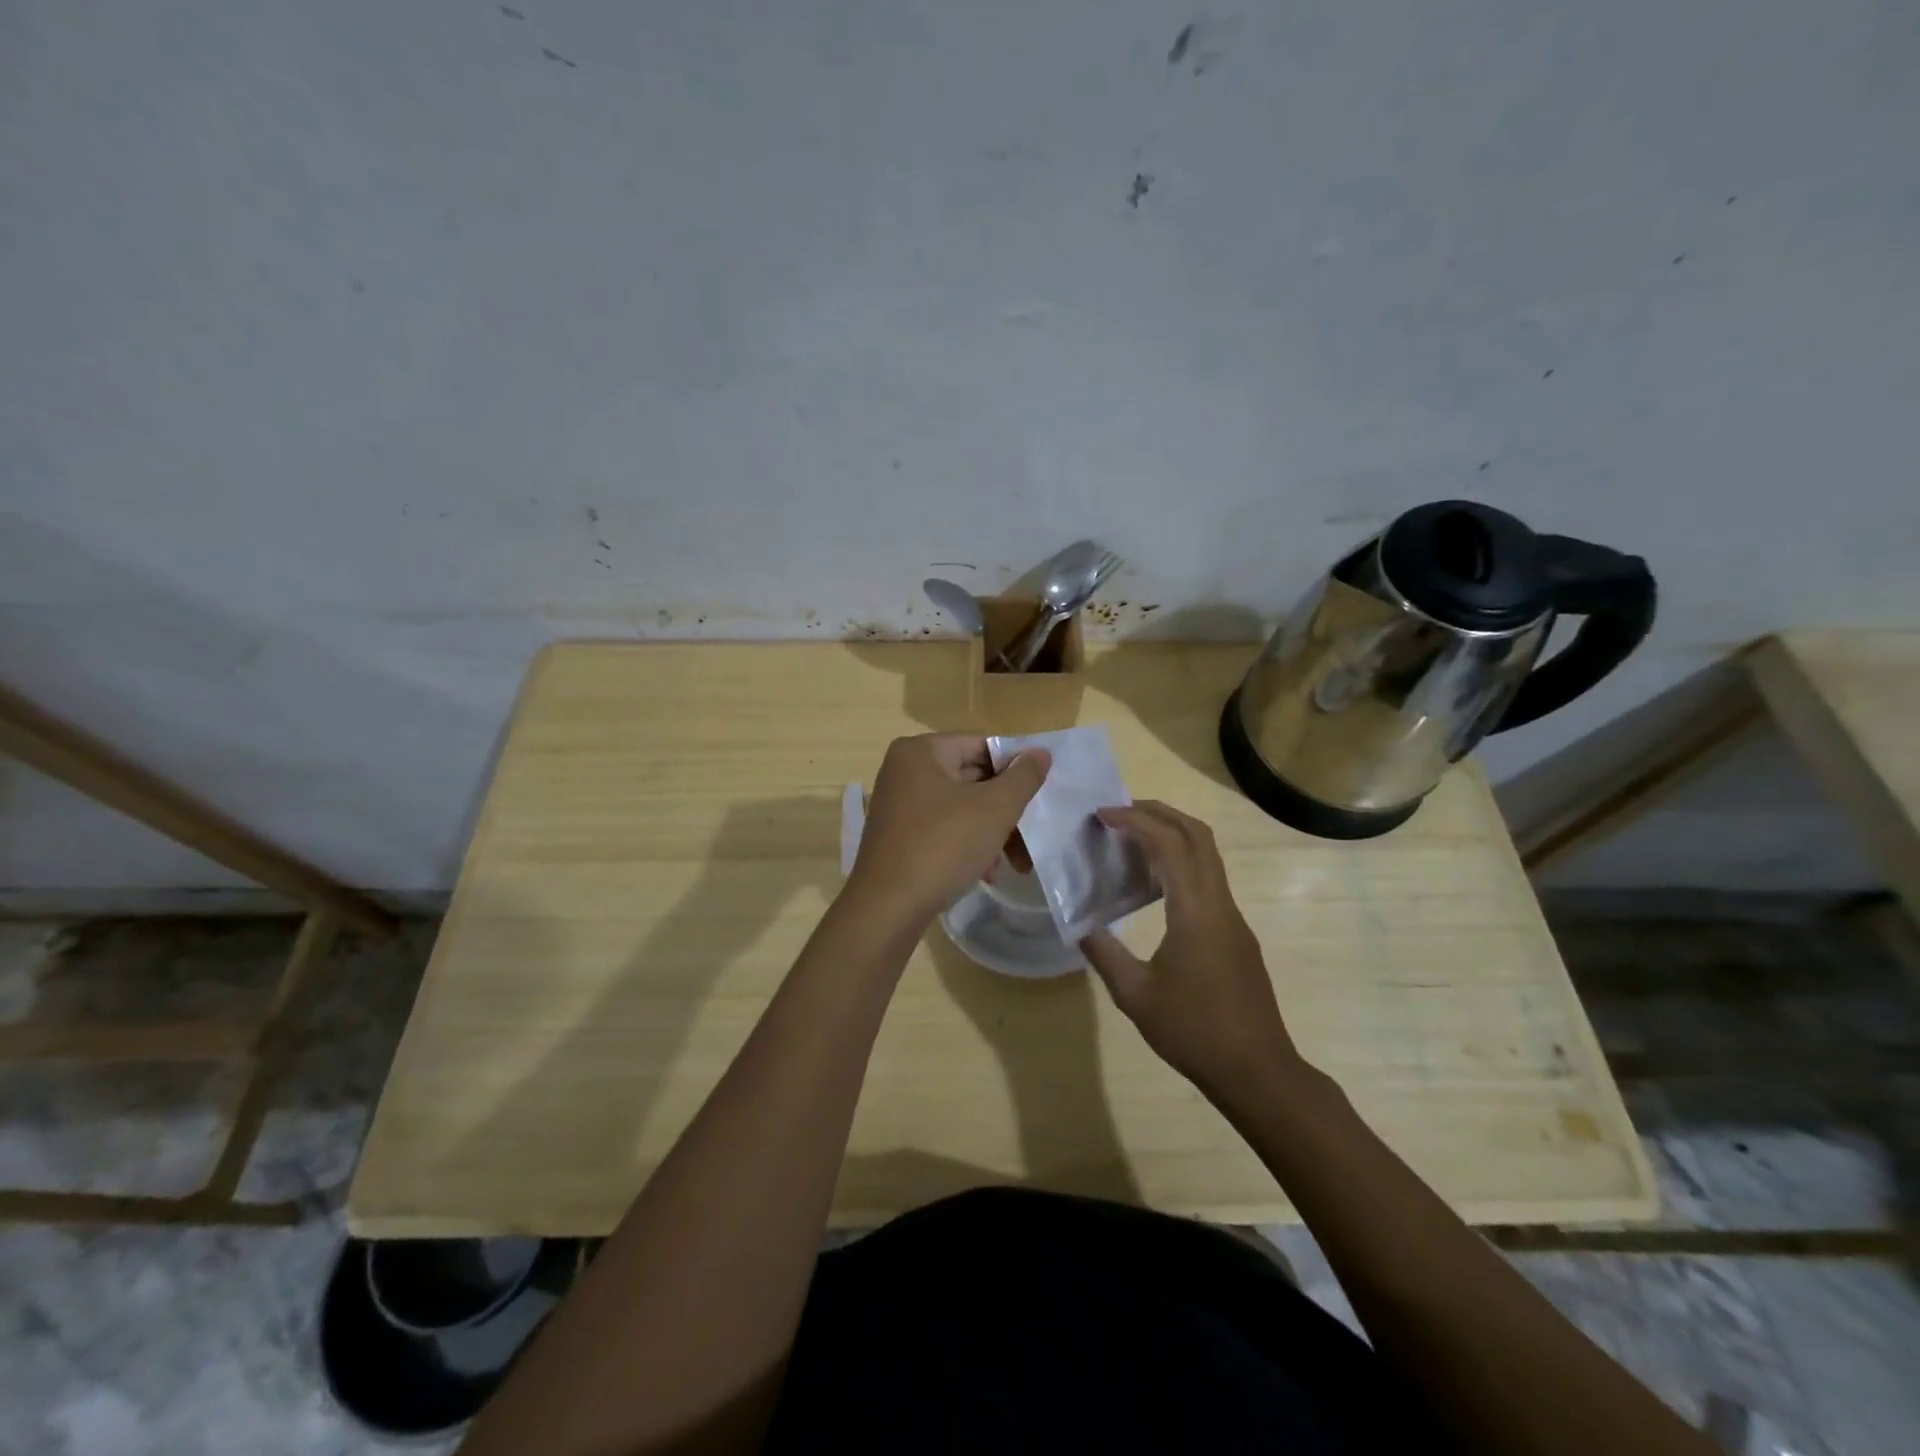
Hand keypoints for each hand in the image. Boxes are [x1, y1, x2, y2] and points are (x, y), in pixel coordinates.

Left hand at [846, 734, 1050, 928]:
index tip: (1039, 795)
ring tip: (1014, 864)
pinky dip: (967, 844)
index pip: (982, 745)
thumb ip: (1023, 777)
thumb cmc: (943, 846)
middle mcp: (904, 769)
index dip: (1016, 768)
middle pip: (972, 777)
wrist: (887, 908)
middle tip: (1031, 835)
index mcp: (922, 751)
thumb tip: (1040, 752)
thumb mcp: (995, 809)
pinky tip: (985, 873)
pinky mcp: (897, 835)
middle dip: (1005, 810)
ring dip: (991, 832)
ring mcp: (898, 803)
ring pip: (960, 807)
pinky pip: (942, 828)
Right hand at [1081, 801, 1302, 1100]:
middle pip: (1197, 835)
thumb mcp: (1135, 995)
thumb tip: (1081, 925)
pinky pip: (1209, 878)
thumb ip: (1104, 953)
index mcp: (1195, 911)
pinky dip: (1181, 861)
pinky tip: (1155, 884)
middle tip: (1119, 812)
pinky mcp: (1236, 933)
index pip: (1169, 843)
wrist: (1257, 1071)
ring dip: (1172, 834)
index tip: (1102, 815)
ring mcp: (1233, 917)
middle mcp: (1219, 903)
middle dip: (1159, 812)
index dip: (1135, 820)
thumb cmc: (1194, 1031)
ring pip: (1208, 854)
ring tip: (1131, 839)